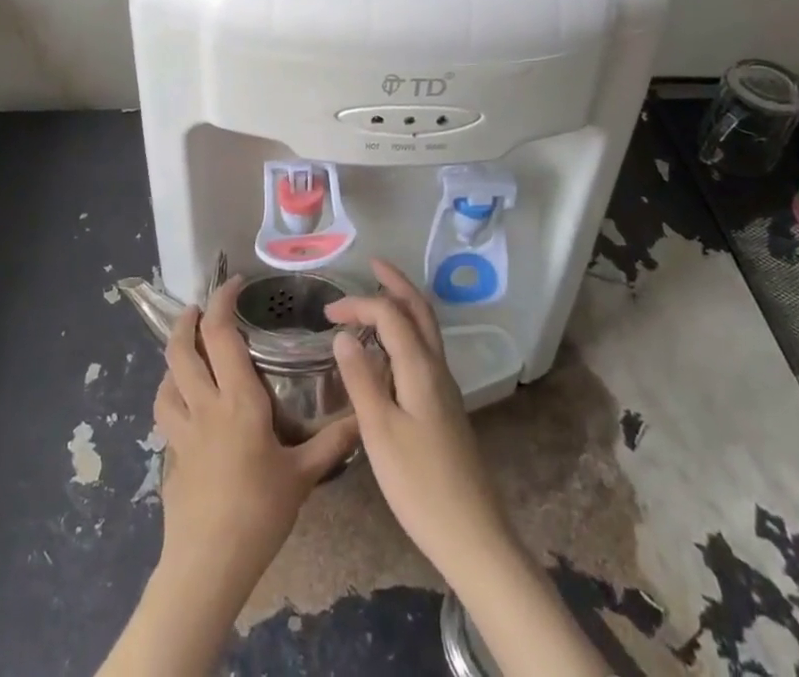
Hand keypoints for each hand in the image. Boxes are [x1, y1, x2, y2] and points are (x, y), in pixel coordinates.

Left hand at [154, 277, 358, 594]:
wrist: (207, 567)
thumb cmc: (258, 513)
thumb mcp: (302, 475)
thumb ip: (332, 443)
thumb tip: (363, 416)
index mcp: (237, 400)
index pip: (221, 334)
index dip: (222, 301)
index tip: (233, 284)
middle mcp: (204, 405)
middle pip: (182, 350)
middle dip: (186, 321)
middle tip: (197, 308)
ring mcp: (182, 432)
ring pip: (166, 380)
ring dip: (173, 357)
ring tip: (186, 351)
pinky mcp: (171, 457)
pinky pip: (166, 414)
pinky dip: (171, 396)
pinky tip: (184, 406)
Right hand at [326, 260, 604, 676]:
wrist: (472, 534)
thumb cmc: (419, 484)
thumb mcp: (379, 432)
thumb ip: (361, 379)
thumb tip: (344, 334)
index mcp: (420, 367)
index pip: (390, 314)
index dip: (359, 304)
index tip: (327, 313)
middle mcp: (437, 367)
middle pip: (419, 310)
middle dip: (396, 283)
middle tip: (373, 265)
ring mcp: (445, 387)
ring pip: (425, 329)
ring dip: (403, 305)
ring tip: (376, 299)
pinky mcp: (445, 406)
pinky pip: (424, 350)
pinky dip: (405, 332)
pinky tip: (388, 351)